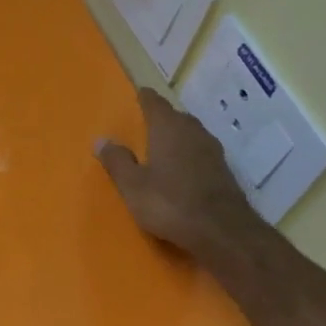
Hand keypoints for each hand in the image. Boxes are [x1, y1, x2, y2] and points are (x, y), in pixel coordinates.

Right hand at [97, 88, 258, 256]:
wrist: (222, 231)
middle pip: (175, 116)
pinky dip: (189, 154)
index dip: (145, 98)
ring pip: (191, 134)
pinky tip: (182, 167)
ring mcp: (212, 151)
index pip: (154, 103)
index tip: (139, 94)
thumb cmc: (169, 203)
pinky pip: (200, 152)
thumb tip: (101, 140)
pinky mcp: (223, 170)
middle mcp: (192, 132)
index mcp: (168, 128)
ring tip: (163, 144)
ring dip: (177, 136)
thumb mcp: (132, 185)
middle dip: (162, 117)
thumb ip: (116, 161)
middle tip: (146, 122)